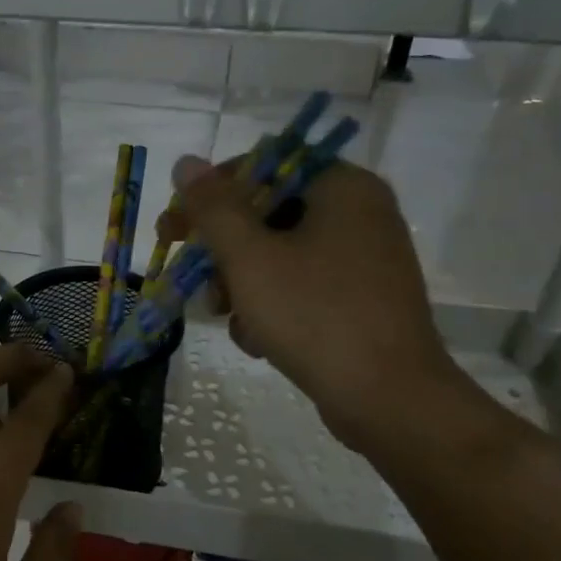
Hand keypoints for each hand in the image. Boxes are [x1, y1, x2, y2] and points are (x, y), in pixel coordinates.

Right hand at [161, 154, 464, 454]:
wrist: (388, 398)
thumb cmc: (315, 316)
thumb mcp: (250, 258)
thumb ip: (213, 207)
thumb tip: (186, 162)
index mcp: (342, 187)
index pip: (261, 167)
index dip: (209, 196)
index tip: (173, 230)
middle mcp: (360, 213)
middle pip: (268, 215)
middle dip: (223, 252)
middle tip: (191, 278)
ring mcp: (364, 259)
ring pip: (280, 255)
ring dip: (241, 284)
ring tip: (225, 317)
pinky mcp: (362, 299)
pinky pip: (302, 286)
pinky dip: (272, 306)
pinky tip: (257, 340)